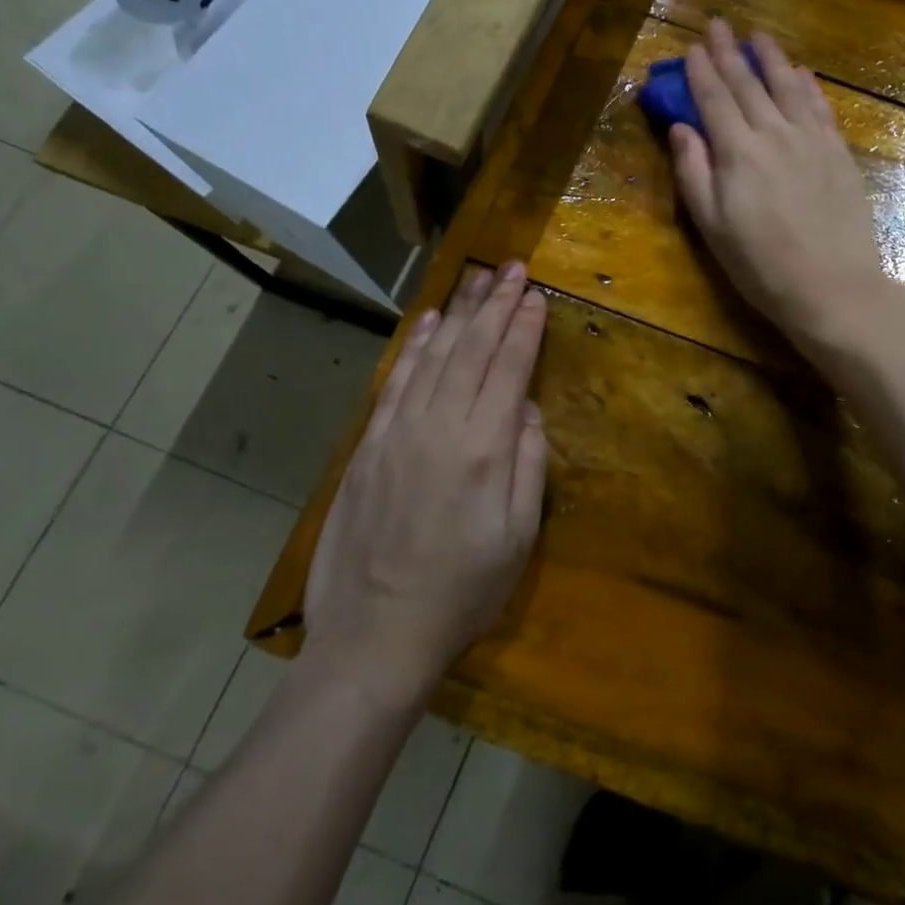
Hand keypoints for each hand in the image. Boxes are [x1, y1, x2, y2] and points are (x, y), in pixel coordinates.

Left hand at [305, 263, 547, 694]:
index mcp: (484, 449)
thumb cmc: (462, 593)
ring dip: (460, 313)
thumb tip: (529, 409)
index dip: (524, 328)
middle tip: (512, 267)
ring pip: (435, 355)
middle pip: (473, 349)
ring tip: (477, 280)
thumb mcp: (518, 538)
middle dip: (496, 304)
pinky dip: (416, 346)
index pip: (509, 369)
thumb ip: (529, 465)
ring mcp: (398, 432)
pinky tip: (431, 322)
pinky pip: (396, 380)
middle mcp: (440, 426)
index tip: (535, 295)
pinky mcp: (369, 445)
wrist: (375, 636)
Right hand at [668, 20, 889, 356]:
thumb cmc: (761, 266)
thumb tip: (680, 128)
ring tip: (759, 36)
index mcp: (738, 153)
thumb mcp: (712, 226)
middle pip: (749, 85)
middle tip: (719, 25)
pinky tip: (803, 73)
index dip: (701, 71)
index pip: (715, 99)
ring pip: (789, 87)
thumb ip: (693, 173)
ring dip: (772, 59)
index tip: (692, 47)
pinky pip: (821, 108)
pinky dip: (809, 86)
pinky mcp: (839, 154)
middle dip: (730, 53)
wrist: (832, 287)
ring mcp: (812, 141)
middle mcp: (775, 135)